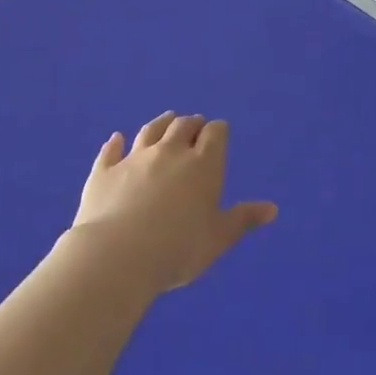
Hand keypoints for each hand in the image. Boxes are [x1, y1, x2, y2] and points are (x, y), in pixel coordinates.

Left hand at [69, 113, 276, 294]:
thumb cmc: (178, 248)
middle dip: (192, 123)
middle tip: (195, 124)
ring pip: (150, 131)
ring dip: (161, 123)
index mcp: (203, 164)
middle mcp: (170, 153)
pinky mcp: (104, 172)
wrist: (117, 256)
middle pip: (183, 126)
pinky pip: (111, 151)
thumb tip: (272, 209)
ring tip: (167, 119)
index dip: (218, 131)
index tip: (219, 132)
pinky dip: (115, 143)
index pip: (215, 134)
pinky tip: (116, 138)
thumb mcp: (218, 237)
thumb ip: (243, 219)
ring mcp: (134, 159)